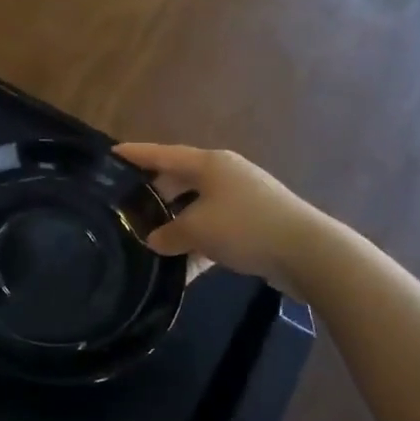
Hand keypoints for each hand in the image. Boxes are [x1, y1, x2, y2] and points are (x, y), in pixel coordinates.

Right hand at [115, 143, 326, 293]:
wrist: (307, 252)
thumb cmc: (244, 227)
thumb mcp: (196, 230)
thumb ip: (168, 234)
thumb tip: (154, 240)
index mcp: (209, 164)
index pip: (163, 154)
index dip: (136, 154)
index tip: (112, 153)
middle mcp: (225, 174)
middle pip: (180, 179)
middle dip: (155, 193)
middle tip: (128, 206)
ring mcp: (242, 199)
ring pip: (197, 207)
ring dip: (177, 223)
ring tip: (151, 238)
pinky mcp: (254, 223)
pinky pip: (216, 229)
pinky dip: (199, 243)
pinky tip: (183, 268)